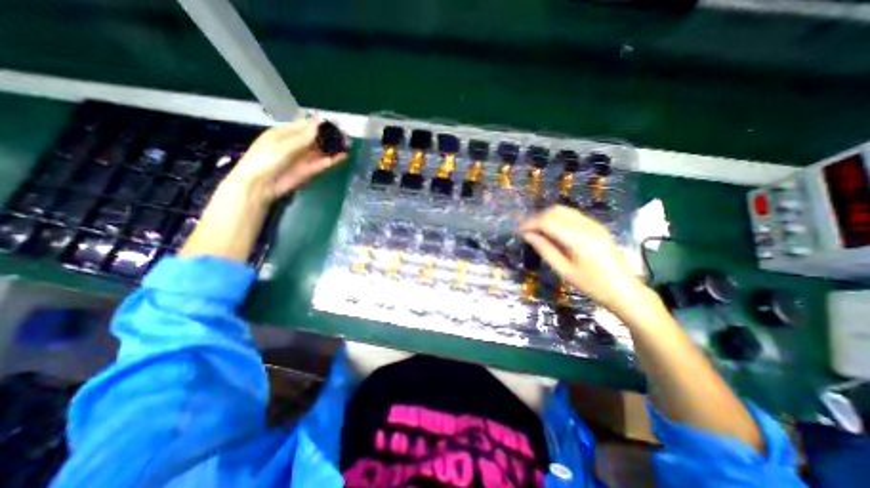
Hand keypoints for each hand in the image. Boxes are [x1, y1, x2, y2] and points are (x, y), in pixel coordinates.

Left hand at [222, 120, 346, 202]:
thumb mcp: (283, 145)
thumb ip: (303, 137)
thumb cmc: (266, 160)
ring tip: (348, 145)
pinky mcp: (309, 170)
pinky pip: (323, 163)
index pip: (306, 125)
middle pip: (317, 138)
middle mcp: (296, 144)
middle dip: (330, 137)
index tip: (336, 124)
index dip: (321, 125)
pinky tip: (343, 156)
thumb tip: (321, 123)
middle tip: (345, 136)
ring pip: (322, 150)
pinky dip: (333, 160)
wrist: (261, 185)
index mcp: (285, 133)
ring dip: (334, 148)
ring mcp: (303, 158)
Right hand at [515, 207, 651, 318]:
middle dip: (537, 217)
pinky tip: (550, 231)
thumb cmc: (592, 285)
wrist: (625, 290)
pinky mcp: (596, 226)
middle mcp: (587, 225)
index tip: (518, 230)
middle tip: (525, 230)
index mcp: (579, 239)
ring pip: (563, 210)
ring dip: (546, 217)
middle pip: (555, 211)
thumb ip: (545, 249)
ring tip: (535, 230)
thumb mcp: (564, 270)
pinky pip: (571, 215)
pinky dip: (557, 219)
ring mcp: (593, 224)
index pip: (548, 222)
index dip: (530, 223)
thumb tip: (527, 235)